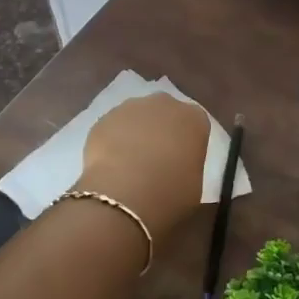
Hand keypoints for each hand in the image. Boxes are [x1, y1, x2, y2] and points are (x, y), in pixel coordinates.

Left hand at [76, 93, 209, 241]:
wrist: (125, 194)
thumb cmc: (171, 192)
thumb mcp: (195, 184)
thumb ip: (188, 166)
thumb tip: (177, 169)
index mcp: (194, 118)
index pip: (195, 124)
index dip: (187, 142)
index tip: (182, 161)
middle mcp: (165, 104)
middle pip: (165, 113)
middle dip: (160, 130)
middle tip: (156, 160)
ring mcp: (131, 107)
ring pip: (136, 117)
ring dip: (135, 133)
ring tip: (129, 164)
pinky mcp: (104, 118)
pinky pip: (113, 128)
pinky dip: (112, 141)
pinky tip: (110, 165)